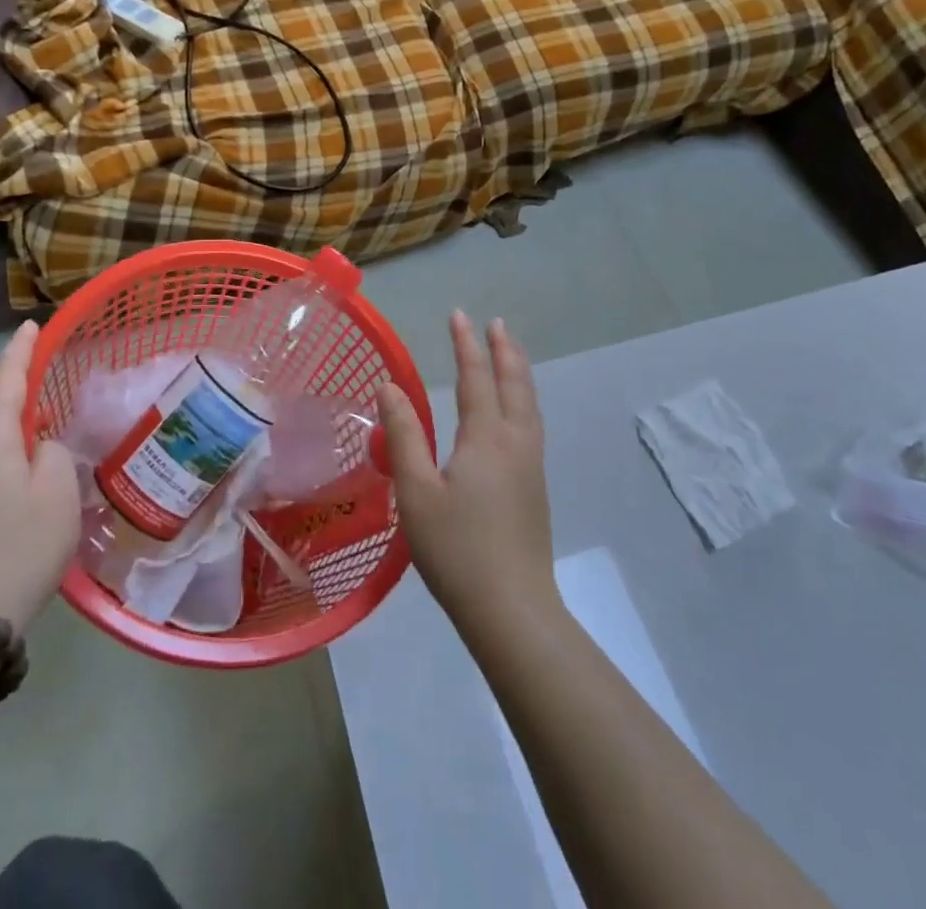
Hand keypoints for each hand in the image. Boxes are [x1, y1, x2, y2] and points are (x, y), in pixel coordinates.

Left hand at [0, 321, 80, 629]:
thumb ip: (53, 453)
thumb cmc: (19, 546)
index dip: (20, 351)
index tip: (31, 325)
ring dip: (15, 456)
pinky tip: (23, 511)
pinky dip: (2, 481)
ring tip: (48, 485)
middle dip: (26, 418)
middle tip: (61, 430)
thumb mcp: (58, 492)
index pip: (4, 379)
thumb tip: (37, 448)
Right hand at [378, 312, 557, 640]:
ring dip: (518, 372)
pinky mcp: (536, 487)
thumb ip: (403, 436)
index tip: (459, 315)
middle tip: (494, 324)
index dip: (466, 345)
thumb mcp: (416, 492)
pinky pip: (532, 423)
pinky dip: (524, 398)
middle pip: (514, 384)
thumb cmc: (457, 550)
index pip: (476, 377)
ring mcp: (531, 465)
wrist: (513, 611)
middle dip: (503, 350)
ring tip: (510, 353)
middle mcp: (515, 442)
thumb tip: (389, 387)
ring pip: (529, 403)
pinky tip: (517, 411)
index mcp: (486, 438)